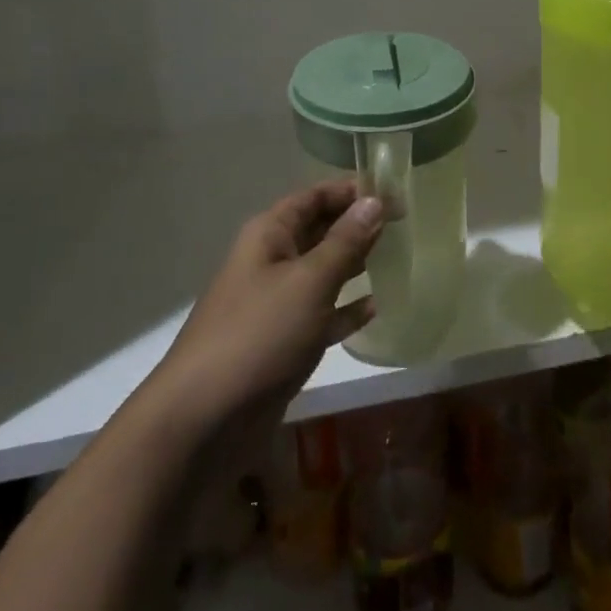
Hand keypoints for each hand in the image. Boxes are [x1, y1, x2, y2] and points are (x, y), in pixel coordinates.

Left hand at [159, 180, 383, 428]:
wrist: (205, 420)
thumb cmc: (259, 334)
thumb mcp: (309, 281)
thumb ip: (346, 241)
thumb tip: (375, 200)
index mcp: (270, 235)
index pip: (315, 196)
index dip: (353, 190)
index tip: (395, 192)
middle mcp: (272, 261)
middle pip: (321, 230)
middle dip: (358, 224)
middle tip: (405, 223)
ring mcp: (277, 303)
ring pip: (324, 271)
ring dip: (356, 263)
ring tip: (398, 256)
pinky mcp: (285, 341)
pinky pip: (322, 313)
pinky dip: (346, 308)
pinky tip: (376, 307)